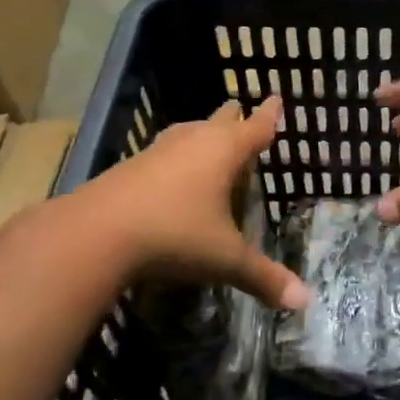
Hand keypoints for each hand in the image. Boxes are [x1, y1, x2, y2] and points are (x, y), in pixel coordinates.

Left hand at [77, 98, 308, 309]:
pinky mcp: (129, 167)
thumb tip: (305, 301)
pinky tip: (171, 172)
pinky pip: (164, 152)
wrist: (94, 234)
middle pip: (220, 120)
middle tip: (243, 114)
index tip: (277, 98)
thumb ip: (264, 277)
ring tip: (209, 138)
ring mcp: (157, 152)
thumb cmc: (174, 235)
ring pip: (188, 132)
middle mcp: (193, 142)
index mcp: (224, 152)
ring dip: (202, 134)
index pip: (256, 127)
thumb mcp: (224, 259)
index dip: (269, 115)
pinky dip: (176, 156)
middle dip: (235, 118)